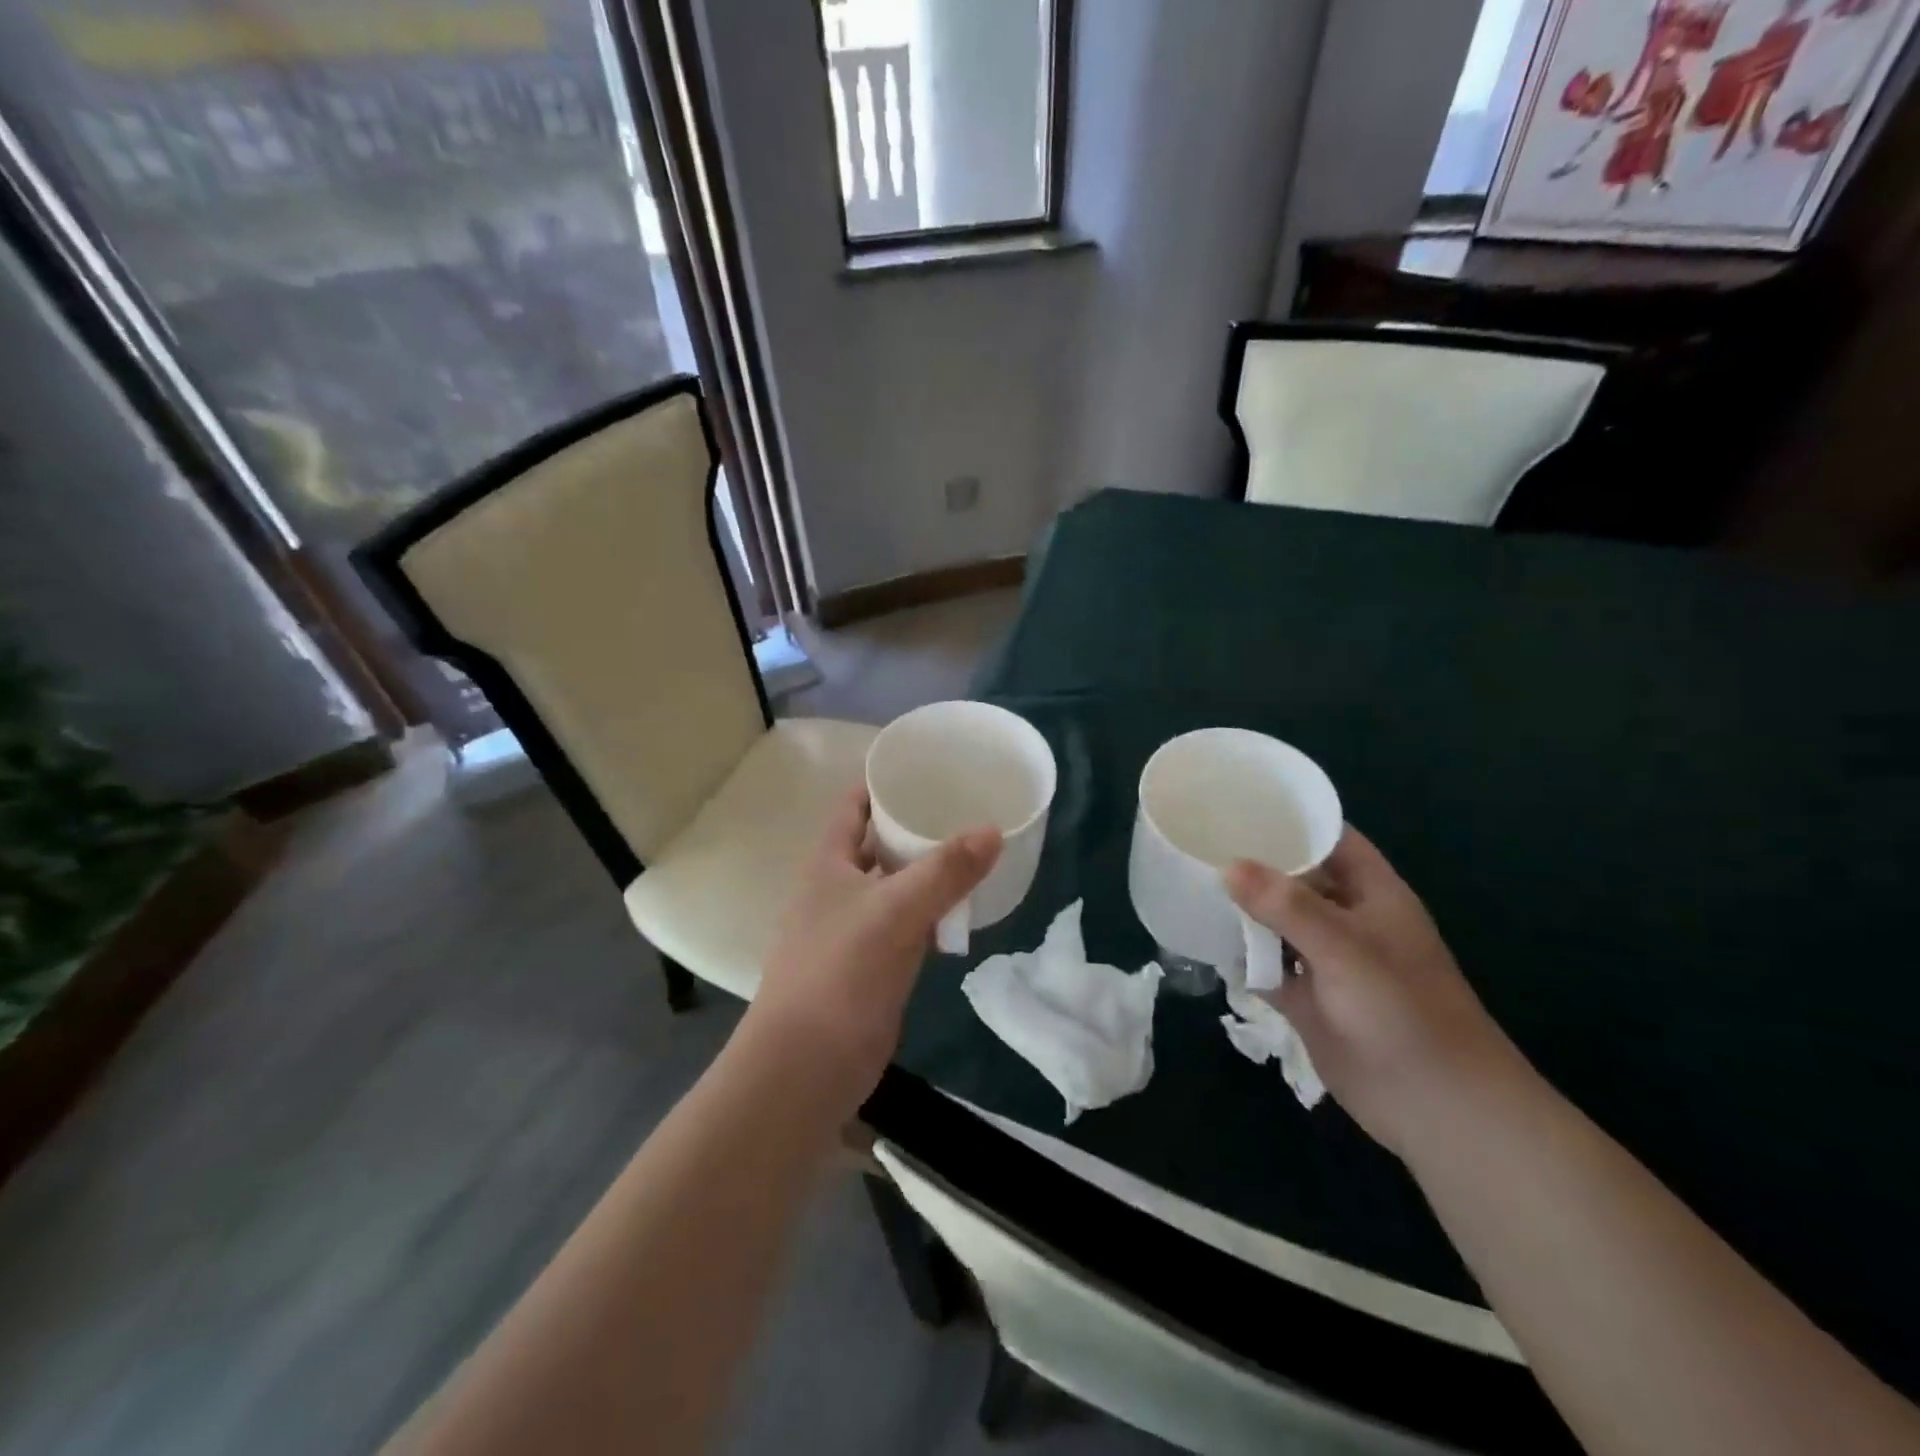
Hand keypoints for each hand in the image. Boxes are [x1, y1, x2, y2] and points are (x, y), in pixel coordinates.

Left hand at [747, 787, 1000, 1108]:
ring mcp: (851, 930)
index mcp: (828, 863)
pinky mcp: (869, 966)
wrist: (807, 1065)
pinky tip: (960, 912)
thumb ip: (946, 870)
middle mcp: (835, 889)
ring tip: (972, 852)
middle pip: (877, 844)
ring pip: (893, 887)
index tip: (925, 767)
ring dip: (925, 873)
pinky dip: (929, 915)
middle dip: (914, 827)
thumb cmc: (842, 971)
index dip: (882, 783)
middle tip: (964, 808)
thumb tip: (994, 830)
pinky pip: (903, 926)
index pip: (853, 806)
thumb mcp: (897, 911)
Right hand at [1226, 827, 1518, 1157]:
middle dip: (1254, 863)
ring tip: (1189, 883)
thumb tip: (1228, 865)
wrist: (1436, 1107)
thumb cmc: (1403, 1011)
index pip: (1330, 838)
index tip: (1238, 803)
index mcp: (1372, 893)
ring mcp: (1326, 960)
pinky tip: (1204, 941)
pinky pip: (1268, 966)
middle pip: (1295, 878)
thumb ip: (1287, 906)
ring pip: (1277, 923)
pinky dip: (1242, 956)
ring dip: (1243, 911)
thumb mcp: (1346, 948)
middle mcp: (1347, 919)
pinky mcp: (1308, 999)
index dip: (1291, 818)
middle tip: (1198, 841)